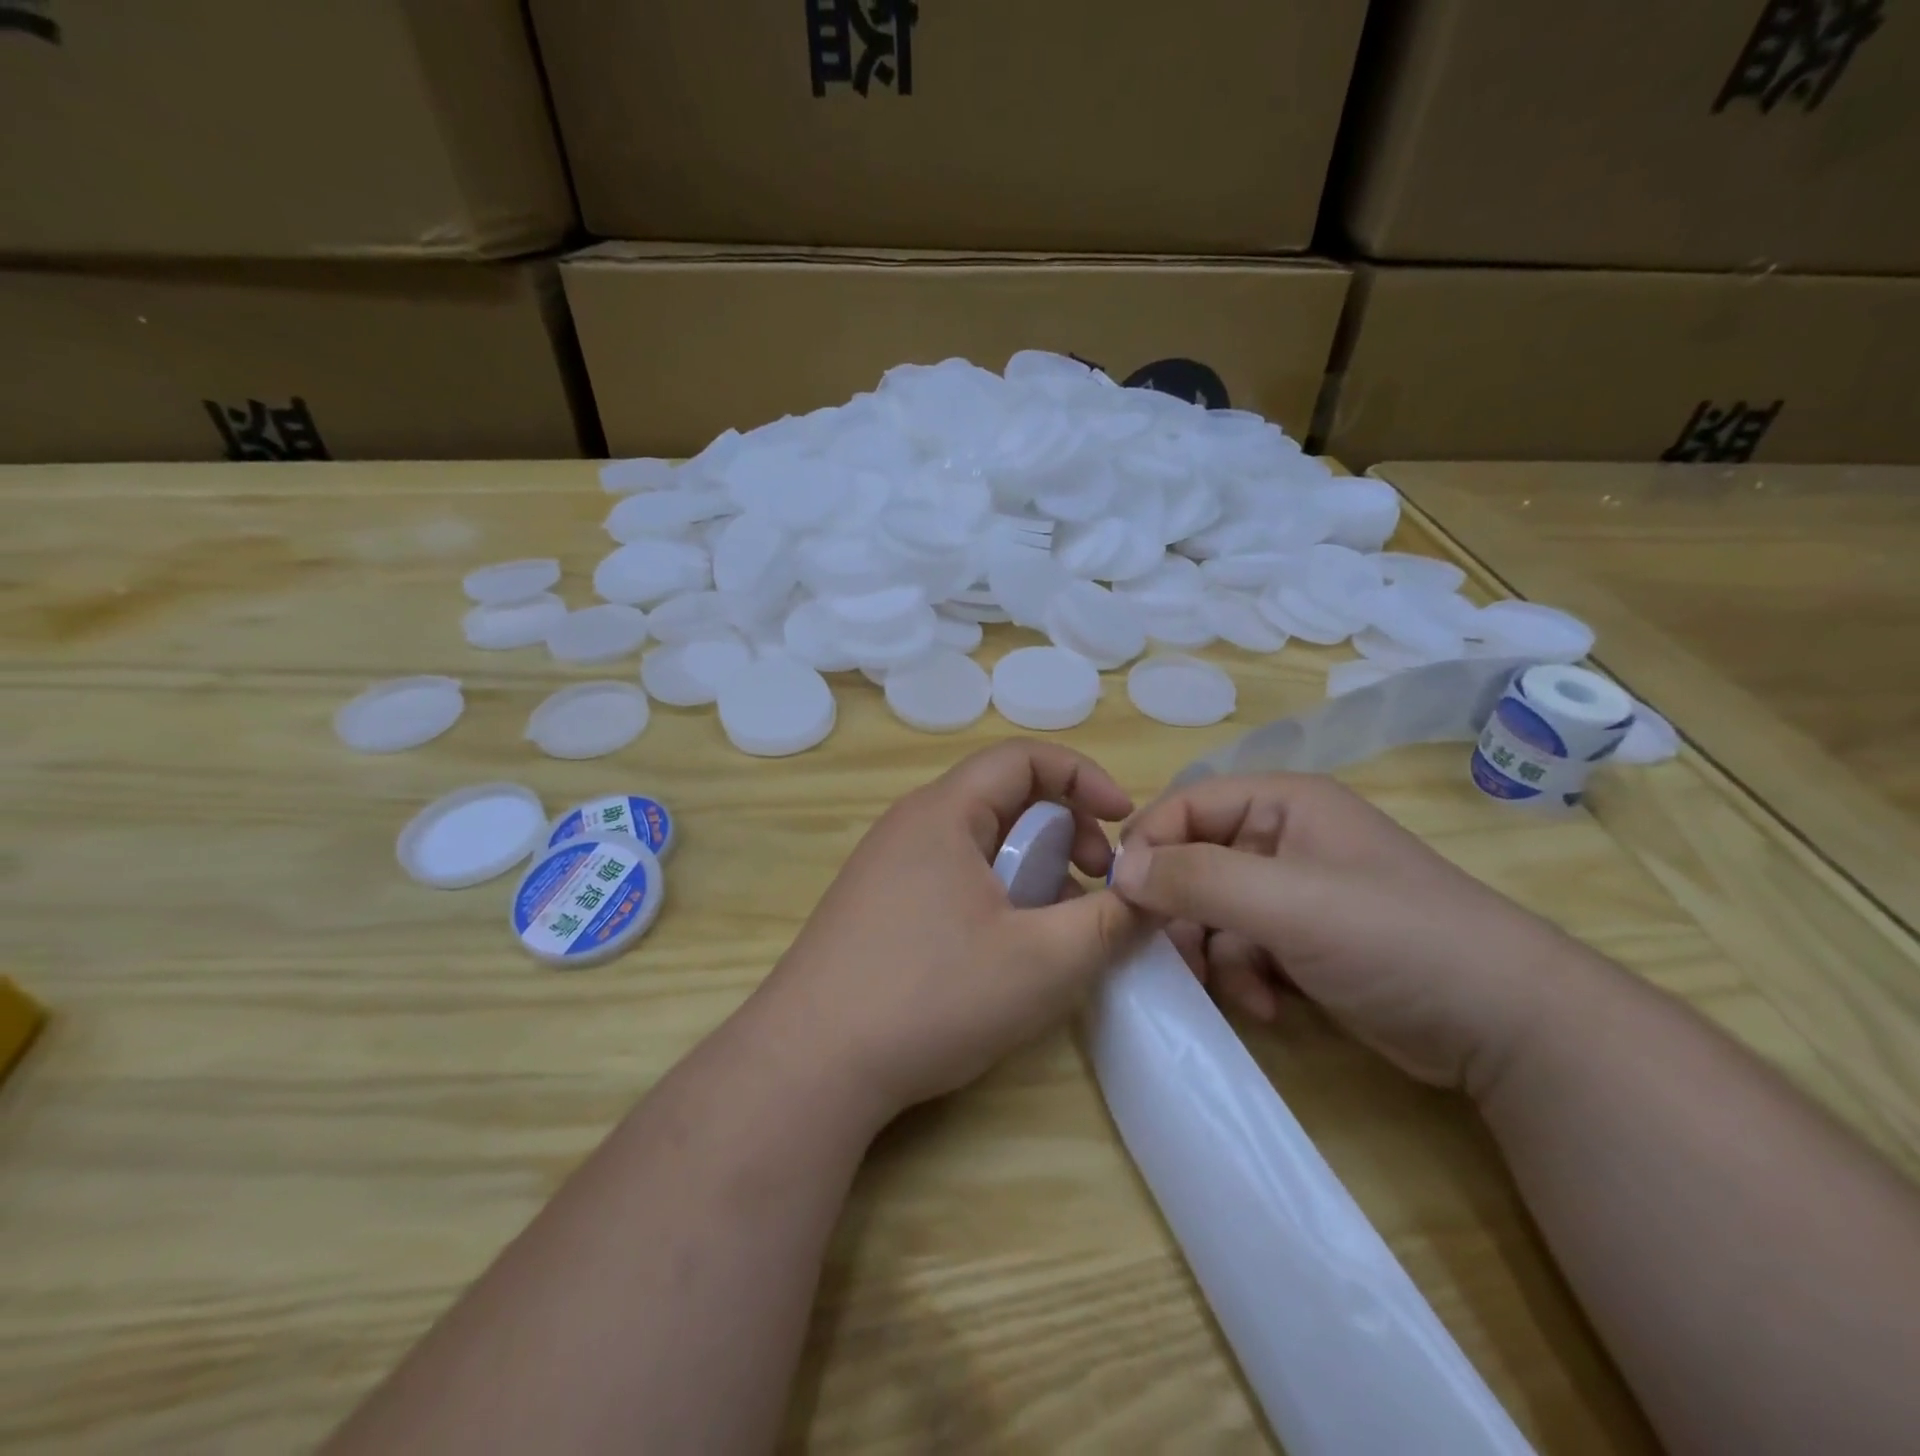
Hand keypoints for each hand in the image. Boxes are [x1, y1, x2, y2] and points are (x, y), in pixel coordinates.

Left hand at [755, 741, 1147, 1121]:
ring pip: (979, 844)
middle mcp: (910, 826)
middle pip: (1003, 799)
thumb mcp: (1043, 962)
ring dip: (1031, 870)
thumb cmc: (931, 996)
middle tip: (1095, 884)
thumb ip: (1109, 922)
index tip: (1126, 823)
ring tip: (1056, 928)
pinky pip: (951, 877)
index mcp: (944, 812)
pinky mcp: (876, 907)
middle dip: (1064, 831)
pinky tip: (1005, 952)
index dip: (1084, 778)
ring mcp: (886, 867)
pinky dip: (995, 895)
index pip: (1024, 758)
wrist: (809, 1065)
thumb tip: (1146, 897)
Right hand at [1111, 772, 1582, 1093]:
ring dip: (1212, 954)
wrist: (1505, 1026)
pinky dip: (1242, 978)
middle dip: (1182, 914)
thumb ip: (1197, 879)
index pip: (1186, 805)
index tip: (1123, 899)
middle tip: (1173, 958)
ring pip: (1213, 913)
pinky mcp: (1305, 942)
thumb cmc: (1391, 937)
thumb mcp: (1286, 902)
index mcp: (1281, 804)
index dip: (1150, 846)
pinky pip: (1242, 948)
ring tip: (1233, 992)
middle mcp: (1283, 840)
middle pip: (1195, 863)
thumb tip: (1121, 871)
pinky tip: (1267, 1008)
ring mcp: (1295, 893)